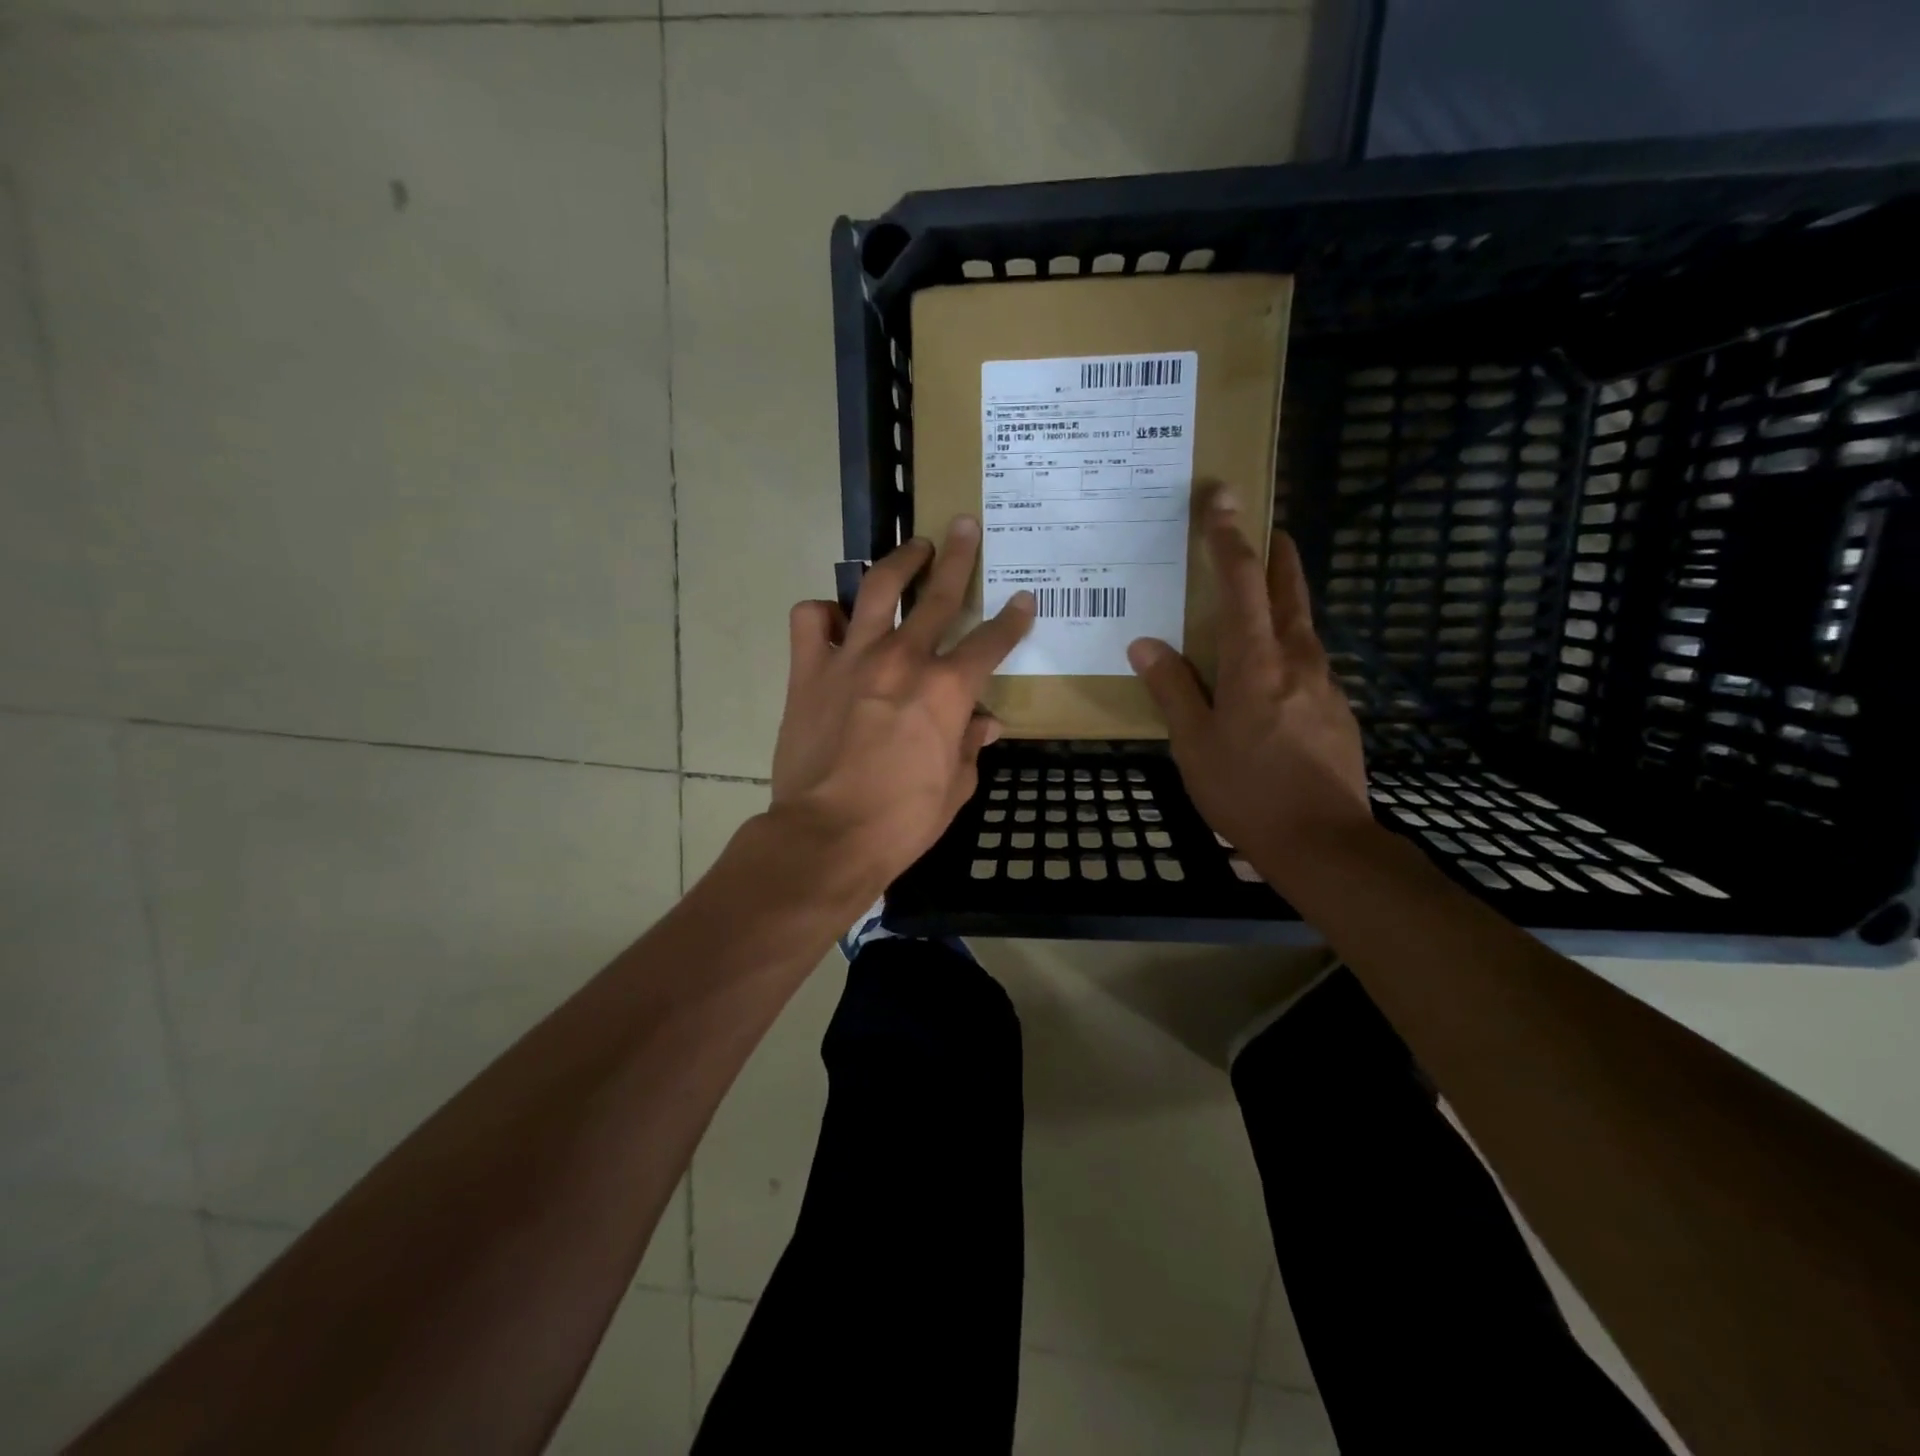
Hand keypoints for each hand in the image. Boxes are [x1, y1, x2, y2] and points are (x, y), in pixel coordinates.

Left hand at [768, 516, 1034, 900]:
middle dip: (957, 555)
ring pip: (876, 589)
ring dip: (897, 562)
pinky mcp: (808, 671)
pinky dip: (823, 613)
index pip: (991, 642)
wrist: (827, 837)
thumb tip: (984, 722)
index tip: (1024, 600)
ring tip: (910, 548)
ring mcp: (852, 659)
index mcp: (947, 689)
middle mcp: (903, 659)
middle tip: (963, 525)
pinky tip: (834, 619)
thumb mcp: (956, 787)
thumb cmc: (902, 821)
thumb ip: (970, 746)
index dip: (1012, 620)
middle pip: (937, 594)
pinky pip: (810, 620)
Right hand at [1126, 487, 1370, 871]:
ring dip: (1287, 597)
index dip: (1229, 538)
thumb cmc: (1247, 791)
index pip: (1242, 583)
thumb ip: (1173, 689)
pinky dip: (1290, 643)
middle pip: (1290, 591)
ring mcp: (1325, 685)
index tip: (1222, 498)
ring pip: (1304, 625)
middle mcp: (1298, 661)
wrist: (1324, 843)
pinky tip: (1275, 666)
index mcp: (1257, 663)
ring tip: (1266, 592)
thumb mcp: (1194, 744)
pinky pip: (1310, 661)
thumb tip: (1145, 644)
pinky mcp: (1337, 710)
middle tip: (1266, 526)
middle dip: (1277, 554)